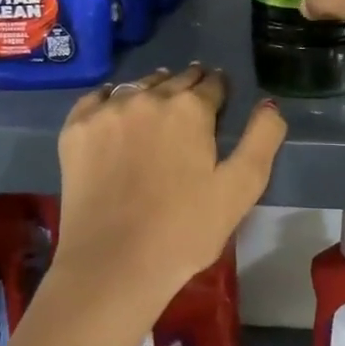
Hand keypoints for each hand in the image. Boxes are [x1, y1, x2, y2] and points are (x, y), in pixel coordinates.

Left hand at [53, 65, 285, 322]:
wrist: (113, 265)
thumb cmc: (185, 230)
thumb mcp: (242, 187)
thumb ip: (262, 137)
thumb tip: (269, 103)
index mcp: (191, 108)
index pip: (213, 84)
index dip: (220, 91)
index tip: (220, 99)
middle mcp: (148, 97)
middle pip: (176, 80)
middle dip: (189, 86)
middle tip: (193, 101)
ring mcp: (107, 110)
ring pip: (138, 86)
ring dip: (153, 90)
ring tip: (158, 105)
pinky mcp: (76, 129)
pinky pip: (96, 97)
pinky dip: (110, 99)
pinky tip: (115, 112)